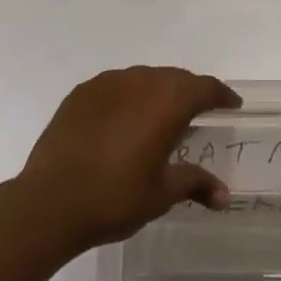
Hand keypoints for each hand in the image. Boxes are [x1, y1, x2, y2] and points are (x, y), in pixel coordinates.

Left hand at [16, 66, 241, 251]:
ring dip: (157, 92)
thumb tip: (225, 196)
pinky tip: (122, 120)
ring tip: (158, 116)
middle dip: (190, 92)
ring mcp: (108, 83)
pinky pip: (115, 86)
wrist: (49, 202)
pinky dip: (127, 97)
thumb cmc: (115, 198)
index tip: (231, 105)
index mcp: (168, 101)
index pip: (205, 87)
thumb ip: (195, 184)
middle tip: (197, 113)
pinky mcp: (82, 92)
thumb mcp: (161, 195)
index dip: (221, 95)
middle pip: (175, 78)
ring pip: (144, 78)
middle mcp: (141, 81)